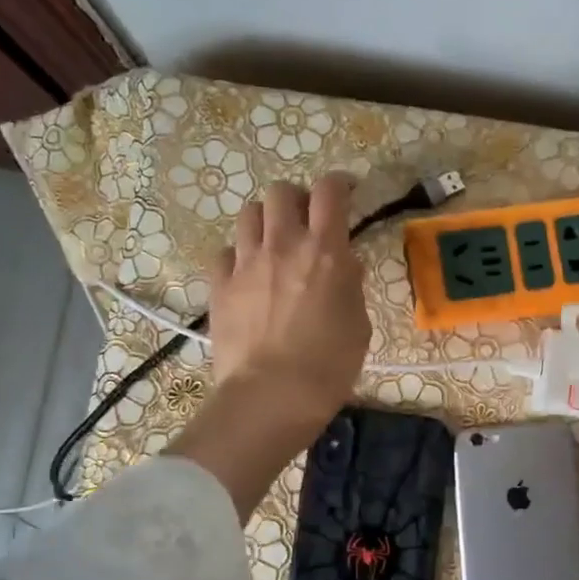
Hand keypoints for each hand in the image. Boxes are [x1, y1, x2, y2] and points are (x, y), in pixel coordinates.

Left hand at [208, 173, 370, 434]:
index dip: (339, 183)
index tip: (346, 192)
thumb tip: (344, 266)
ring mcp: (245, 263)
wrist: (271, 396)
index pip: (329, 191)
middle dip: (296, 199)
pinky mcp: (219, 285)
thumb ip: (351, 286)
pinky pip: (224, 252)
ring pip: (248, 214)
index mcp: (324, 251)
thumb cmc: (329, 365)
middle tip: (305, 221)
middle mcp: (283, 245)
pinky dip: (238, 256)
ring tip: (273, 243)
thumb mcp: (359, 324)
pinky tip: (247, 275)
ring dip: (265, 221)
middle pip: (281, 191)